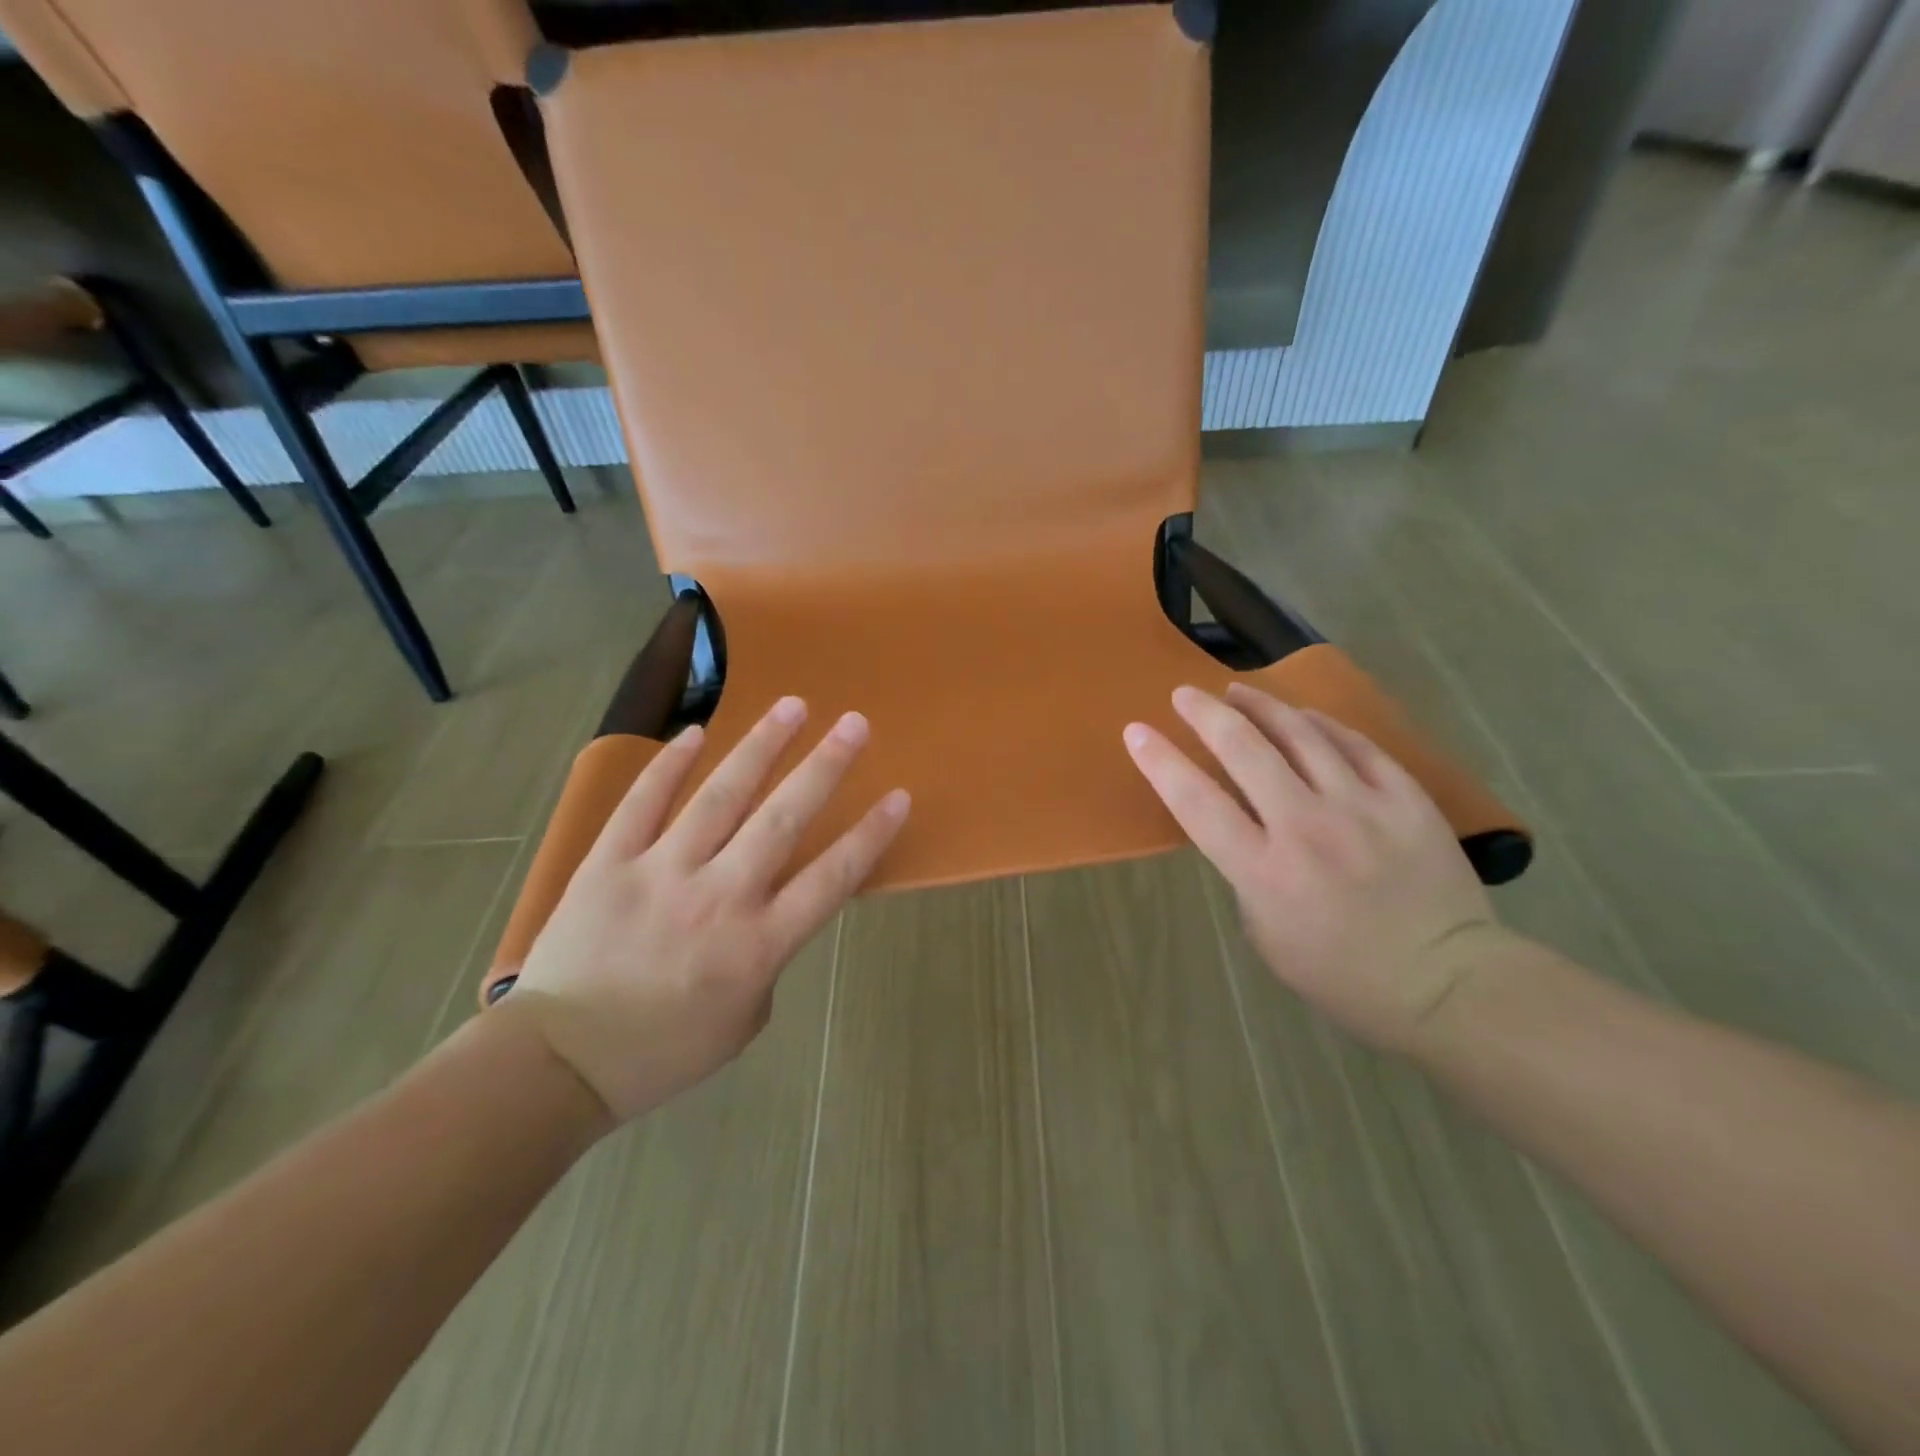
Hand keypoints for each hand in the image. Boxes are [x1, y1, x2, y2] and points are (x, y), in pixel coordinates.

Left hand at [506, 697, 909, 1123]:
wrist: (557, 1065)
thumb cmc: (662, 1051)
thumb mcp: (743, 1021)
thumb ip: (767, 959)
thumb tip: (765, 908)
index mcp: (758, 945)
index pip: (832, 878)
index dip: (870, 834)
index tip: (898, 796)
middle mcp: (719, 897)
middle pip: (784, 819)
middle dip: (825, 766)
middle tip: (855, 723)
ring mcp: (661, 873)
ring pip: (721, 796)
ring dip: (761, 746)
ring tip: (792, 705)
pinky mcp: (609, 862)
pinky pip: (643, 802)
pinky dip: (670, 765)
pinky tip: (696, 732)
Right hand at [1124, 683, 1515, 1051]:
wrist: (1446, 982)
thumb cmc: (1340, 973)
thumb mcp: (1265, 935)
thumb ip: (1246, 875)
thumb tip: (1246, 829)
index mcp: (1263, 870)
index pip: (1196, 801)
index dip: (1161, 761)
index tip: (1137, 731)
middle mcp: (1306, 827)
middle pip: (1244, 749)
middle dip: (1205, 714)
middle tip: (1185, 694)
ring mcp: (1361, 807)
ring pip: (1300, 734)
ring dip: (1260, 705)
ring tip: (1238, 691)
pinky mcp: (1406, 798)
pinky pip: (1355, 745)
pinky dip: (1321, 724)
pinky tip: (1303, 716)